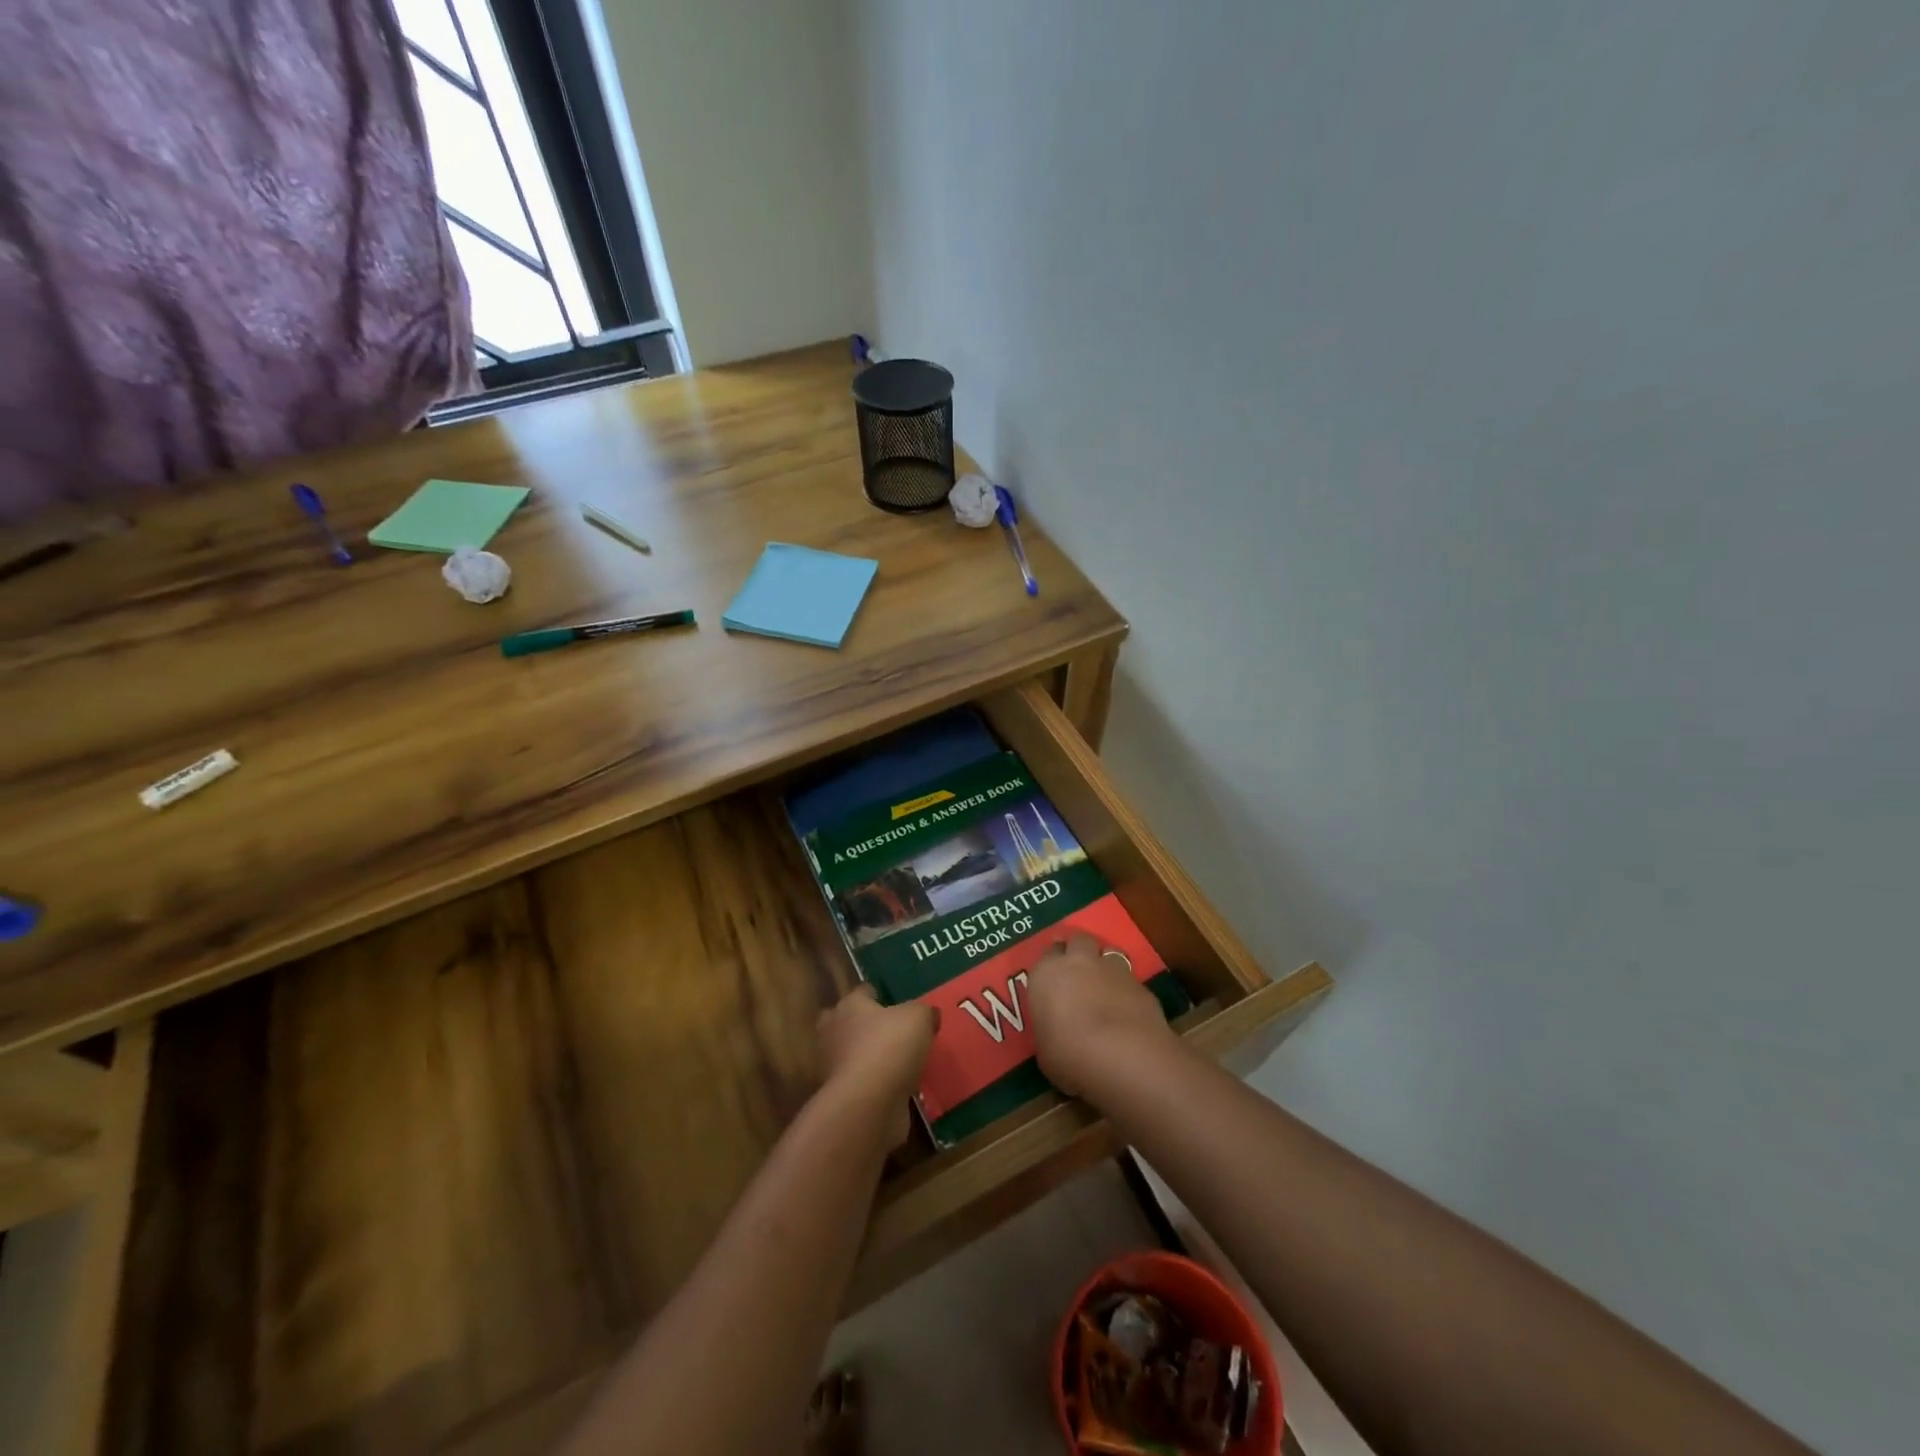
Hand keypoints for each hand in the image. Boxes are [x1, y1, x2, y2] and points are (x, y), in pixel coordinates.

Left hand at [817, 986, 936, 1148]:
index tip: (897, 1003)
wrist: (868, 1105)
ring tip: (900, 1063)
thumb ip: (924, 1012)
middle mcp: (835, 1032)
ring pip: (854, 1055)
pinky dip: (875, 1085)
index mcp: (849, 1005)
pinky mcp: (842, 1096)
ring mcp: (834, 1067)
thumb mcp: (919, 1017)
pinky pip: (862, 1083)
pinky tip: (897, 1088)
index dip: (880, 995)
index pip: (863, 992)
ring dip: (871, 1058)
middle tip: (894, 1033)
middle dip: (866, 1026)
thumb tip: (928, 1015)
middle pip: (850, 1022)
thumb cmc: (890, 1047)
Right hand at [1028, 933, 1177, 1096]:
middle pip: (1079, 940)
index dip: (1052, 963)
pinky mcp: (1141, 985)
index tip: (1054, 976)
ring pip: (1109, 953)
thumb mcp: (1046, 1049)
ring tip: (1105, 987)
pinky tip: (1128, 1011)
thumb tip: (1058, 1031)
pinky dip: (1127, 990)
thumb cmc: (1069, 1055)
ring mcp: (1113, 970)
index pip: (1048, 953)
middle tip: (1079, 970)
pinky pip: (1130, 980)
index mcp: (1047, 974)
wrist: (1122, 1055)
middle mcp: (1079, 962)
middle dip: (1079, 950)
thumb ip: (1051, 1028)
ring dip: (1106, 965)